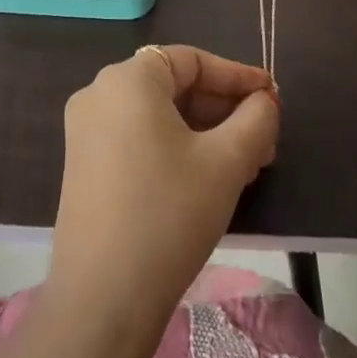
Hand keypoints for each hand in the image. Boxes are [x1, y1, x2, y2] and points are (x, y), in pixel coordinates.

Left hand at [48, 47, 279, 329]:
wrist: (103, 297)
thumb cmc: (169, 213)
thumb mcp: (225, 163)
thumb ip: (254, 121)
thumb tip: (264, 102)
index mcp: (127, 79)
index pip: (190, 60)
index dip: (236, 76)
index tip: (272, 97)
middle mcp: (99, 92)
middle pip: (173, 86)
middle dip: (223, 110)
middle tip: (265, 140)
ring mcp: (86, 129)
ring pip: (157, 116)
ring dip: (204, 132)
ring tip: (247, 164)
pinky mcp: (84, 164)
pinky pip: (138, 138)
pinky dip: (175, 148)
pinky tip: (208, 179)